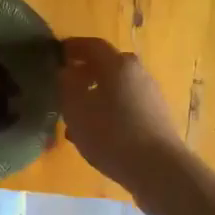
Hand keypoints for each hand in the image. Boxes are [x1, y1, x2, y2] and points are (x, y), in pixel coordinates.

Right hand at [57, 37, 185, 191]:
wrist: (158, 169)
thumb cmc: (111, 134)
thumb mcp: (76, 109)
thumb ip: (66, 85)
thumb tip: (65, 71)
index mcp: (117, 64)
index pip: (92, 45)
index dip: (72, 47)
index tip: (56, 53)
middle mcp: (137, 73)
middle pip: (107, 65)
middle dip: (85, 71)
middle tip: (65, 83)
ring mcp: (150, 95)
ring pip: (116, 87)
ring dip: (96, 94)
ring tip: (76, 114)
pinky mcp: (156, 117)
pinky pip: (126, 105)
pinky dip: (108, 110)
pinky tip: (96, 132)